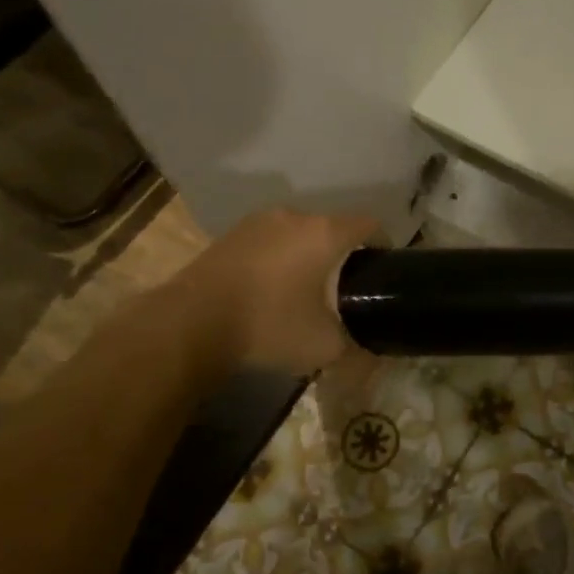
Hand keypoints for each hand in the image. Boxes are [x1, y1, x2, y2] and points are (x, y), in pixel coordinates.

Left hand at [172, 207, 382, 373]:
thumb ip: (356, 348)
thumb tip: (374, 357)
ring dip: (307, 254)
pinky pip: (269, 241)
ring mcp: (258, 222)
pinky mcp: (231, 235)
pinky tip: (270, 288)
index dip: (382, 245)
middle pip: (332, 227)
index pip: (370, 224)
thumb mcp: (324, 347)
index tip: (381, 270)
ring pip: (298, 233)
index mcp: (325, 233)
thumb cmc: (269, 325)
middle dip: (341, 253)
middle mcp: (295, 216)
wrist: (191, 324)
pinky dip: (278, 258)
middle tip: (344, 287)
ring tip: (305, 289)